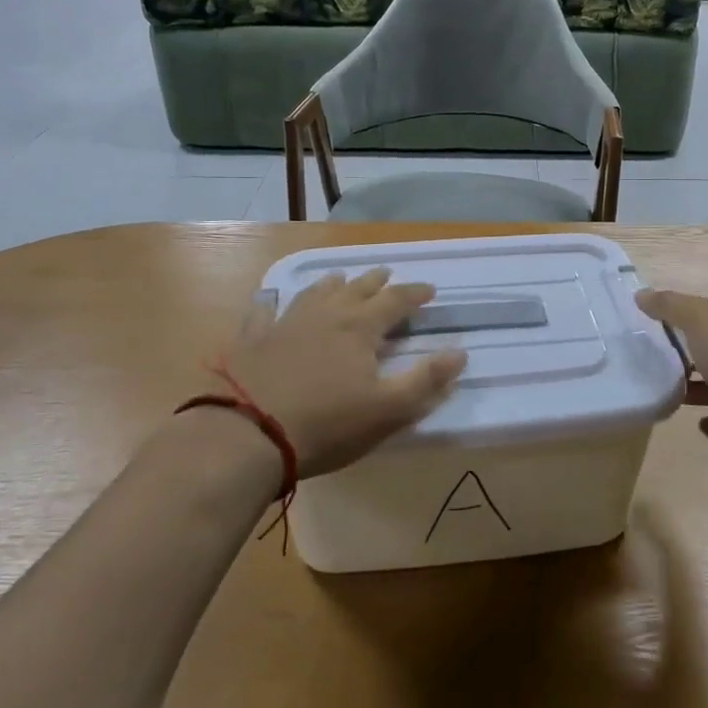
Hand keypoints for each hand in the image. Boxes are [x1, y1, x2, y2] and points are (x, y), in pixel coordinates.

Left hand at [218, 269, 466, 477]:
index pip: (396, 301)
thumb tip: (459, 352)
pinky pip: (265, 312)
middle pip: (357, 289)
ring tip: (341, 279)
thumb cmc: (326, 423)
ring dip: (332, 284)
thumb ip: (426, 381)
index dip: (415, 294)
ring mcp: (286, 322)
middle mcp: (326, 314)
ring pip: (314, 293)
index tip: (430, 290)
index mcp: (360, 327)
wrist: (247, 433)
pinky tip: (270, 301)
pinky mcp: (253, 339)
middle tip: (387, 274)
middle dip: (376, 282)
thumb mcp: (387, 409)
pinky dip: (272, 304)